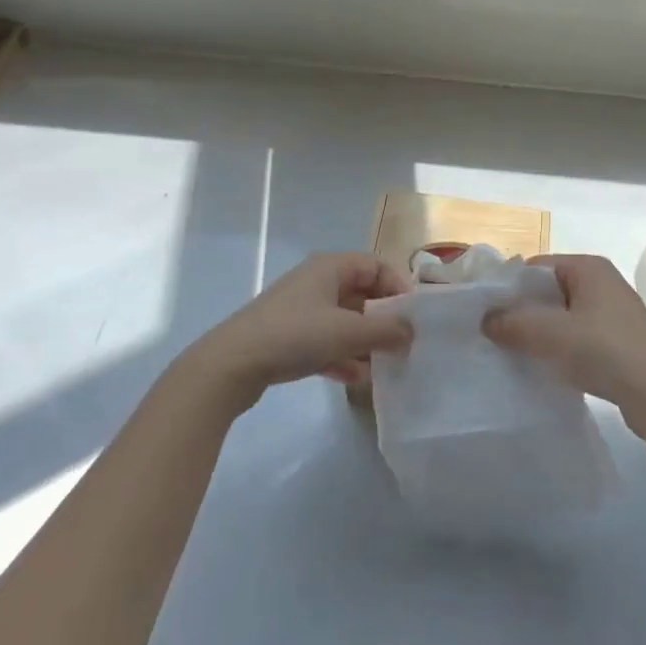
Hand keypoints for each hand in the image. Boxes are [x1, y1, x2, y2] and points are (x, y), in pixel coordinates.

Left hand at [190, 253, 414, 411]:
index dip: (398, 287)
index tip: (414, 317)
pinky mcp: (288, 337)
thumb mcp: (347, 331)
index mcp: (330, 267)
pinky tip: (354, 379)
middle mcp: (317, 281)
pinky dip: (342, 355)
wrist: (231, 365)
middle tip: (403, 344)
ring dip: (364, 340)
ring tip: (384, 365)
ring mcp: (300, 309)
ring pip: (344, 320)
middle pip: (362, 293)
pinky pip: (325, 341)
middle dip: (383, 318)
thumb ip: (386, 330)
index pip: (376, 265)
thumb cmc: (294, 335)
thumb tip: (412, 332)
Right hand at [482, 254, 645, 423]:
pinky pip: (576, 337)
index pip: (536, 267)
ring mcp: (610, 313)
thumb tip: (485, 319)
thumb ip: (514, 322)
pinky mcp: (615, 341)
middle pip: (548, 291)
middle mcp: (600, 282)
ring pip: (561, 316)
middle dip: (522, 311)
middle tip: (492, 334)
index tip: (484, 311)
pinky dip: (558, 348)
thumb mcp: (552, 333)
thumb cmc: (605, 350)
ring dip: (539, 333)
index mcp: (588, 267)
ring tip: (511, 353)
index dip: (509, 286)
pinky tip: (542, 368)